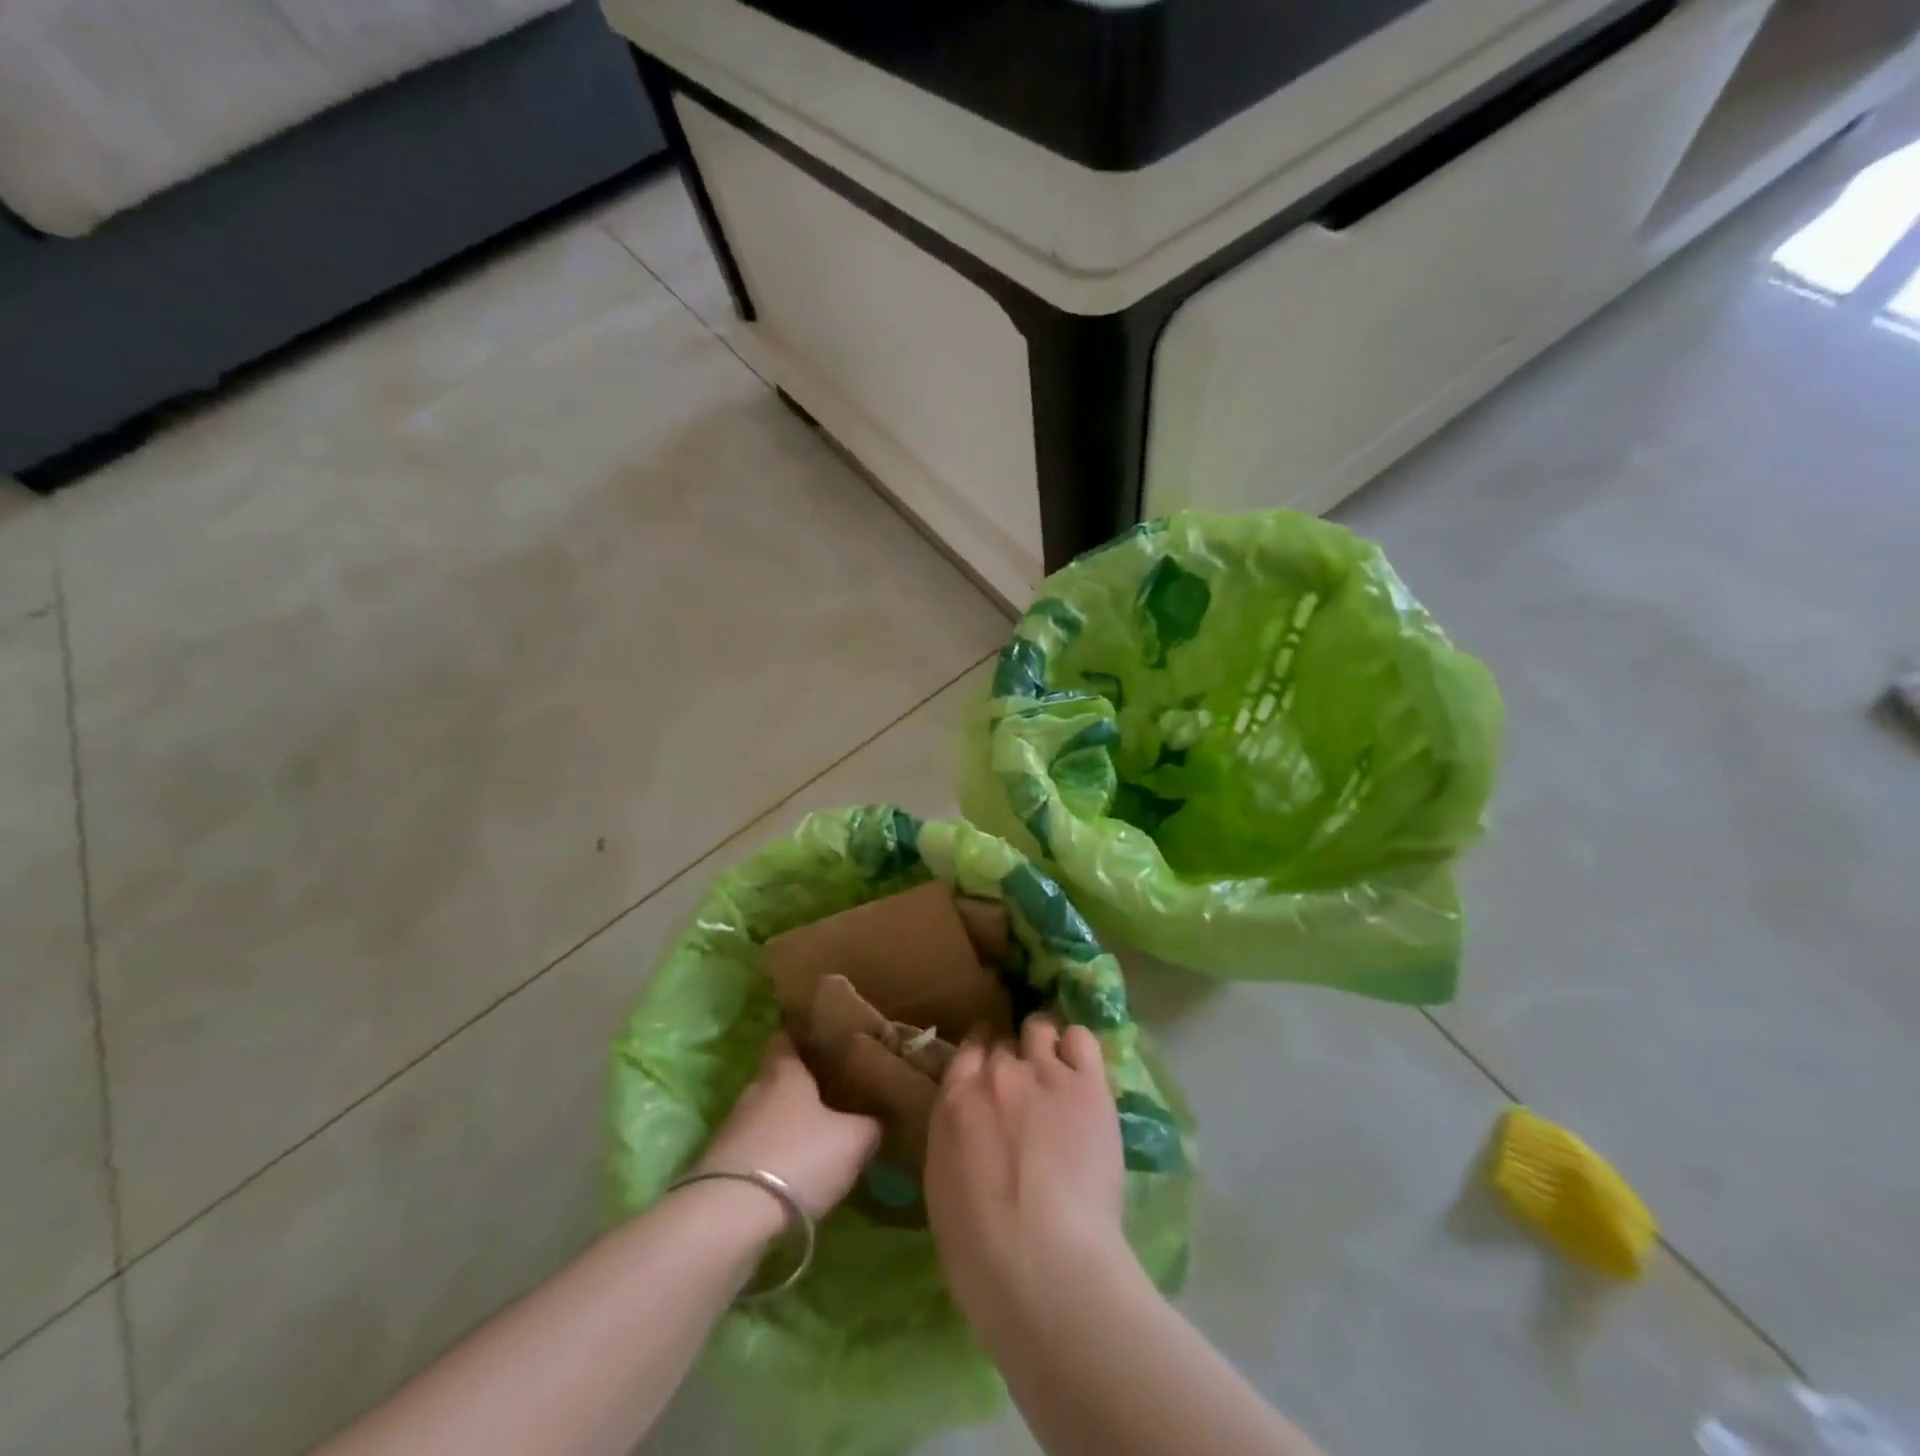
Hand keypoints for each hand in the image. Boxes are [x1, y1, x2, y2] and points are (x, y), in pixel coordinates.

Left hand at [695, 1035, 881, 1218]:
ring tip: (817, 1136)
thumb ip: (870, 1124)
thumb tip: (877, 1118)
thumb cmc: (797, 1158)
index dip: (808, 1038)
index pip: (789, 1038)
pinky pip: (755, 1150)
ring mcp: (732, 1129)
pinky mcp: (720, 1167)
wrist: (729, 1218)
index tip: (828, 1042)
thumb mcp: (853, 1140)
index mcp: (784, 1071)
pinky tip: (793, 1173)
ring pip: (766, 1116)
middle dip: (802, 1085)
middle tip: (834, 1092)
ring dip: (786, 1125)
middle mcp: (754, 1090)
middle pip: (778, 1078)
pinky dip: (772, 1157)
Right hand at [925, 1015, 1129, 1332]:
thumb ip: (956, 1141)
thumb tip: (972, 1131)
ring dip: (1044, 1044)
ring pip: (1040, 1028)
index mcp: (955, 1101)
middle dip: (1011, 1059)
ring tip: (1057, 1068)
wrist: (1043, 1265)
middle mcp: (997, 1074)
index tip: (988, 1072)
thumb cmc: (981, 1253)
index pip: (967, 1052)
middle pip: (1003, 1043)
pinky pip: (1082, 1039)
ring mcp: (1044, 1073)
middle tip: (1024, 1087)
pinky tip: (1082, 1069)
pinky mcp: (1088, 1085)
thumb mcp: (944, 1189)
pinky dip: (1079, 1047)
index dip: (980, 1057)